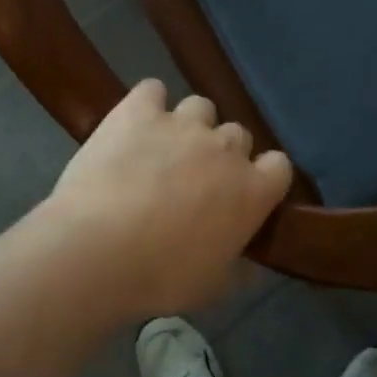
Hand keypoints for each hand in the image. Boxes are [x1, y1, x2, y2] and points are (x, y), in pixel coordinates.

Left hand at [44, 80, 293, 317]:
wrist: (97, 251)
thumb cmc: (161, 278)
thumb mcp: (213, 286)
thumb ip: (239, 267)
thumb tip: (251, 265)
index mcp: (252, 190)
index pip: (279, 165)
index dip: (263, 177)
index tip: (243, 193)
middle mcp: (224, 147)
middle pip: (237, 134)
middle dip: (221, 153)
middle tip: (195, 179)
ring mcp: (182, 123)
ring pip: (200, 107)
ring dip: (189, 125)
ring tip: (163, 149)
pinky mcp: (139, 110)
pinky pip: (152, 90)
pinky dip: (147, 104)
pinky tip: (134, 124)